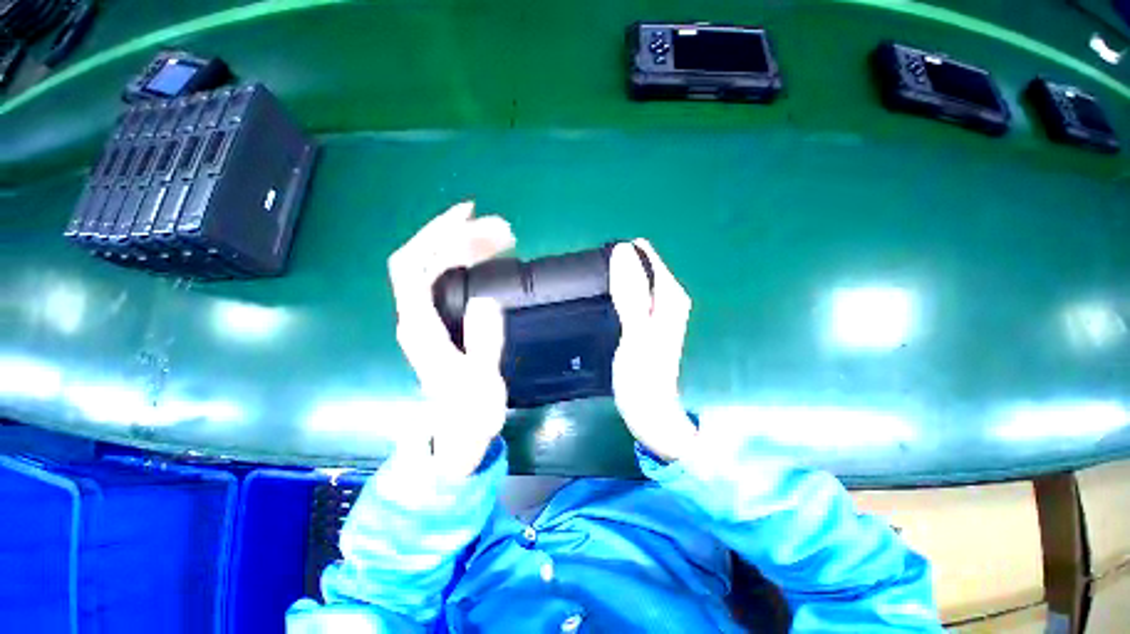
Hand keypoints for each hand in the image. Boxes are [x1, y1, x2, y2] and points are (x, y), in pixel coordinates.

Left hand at [387, 201, 514, 476]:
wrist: (461, 433)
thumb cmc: (470, 412)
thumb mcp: (481, 382)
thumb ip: (484, 342)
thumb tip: (488, 299)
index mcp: (421, 328)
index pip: (412, 267)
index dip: (433, 235)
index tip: (467, 216)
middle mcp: (417, 316)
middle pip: (427, 259)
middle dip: (461, 236)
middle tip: (503, 230)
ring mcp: (429, 317)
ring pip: (438, 267)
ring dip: (467, 246)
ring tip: (504, 238)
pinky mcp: (443, 320)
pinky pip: (450, 279)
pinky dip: (469, 262)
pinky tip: (491, 258)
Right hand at [609, 239, 697, 462]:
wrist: (650, 409)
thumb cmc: (644, 374)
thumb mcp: (636, 331)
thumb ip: (631, 292)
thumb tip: (621, 251)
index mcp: (670, 296)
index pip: (648, 258)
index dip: (625, 253)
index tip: (600, 254)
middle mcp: (668, 299)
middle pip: (643, 268)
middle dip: (620, 265)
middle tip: (593, 270)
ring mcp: (658, 312)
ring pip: (637, 282)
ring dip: (617, 278)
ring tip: (593, 280)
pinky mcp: (647, 323)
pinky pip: (632, 296)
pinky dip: (618, 293)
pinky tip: (604, 297)